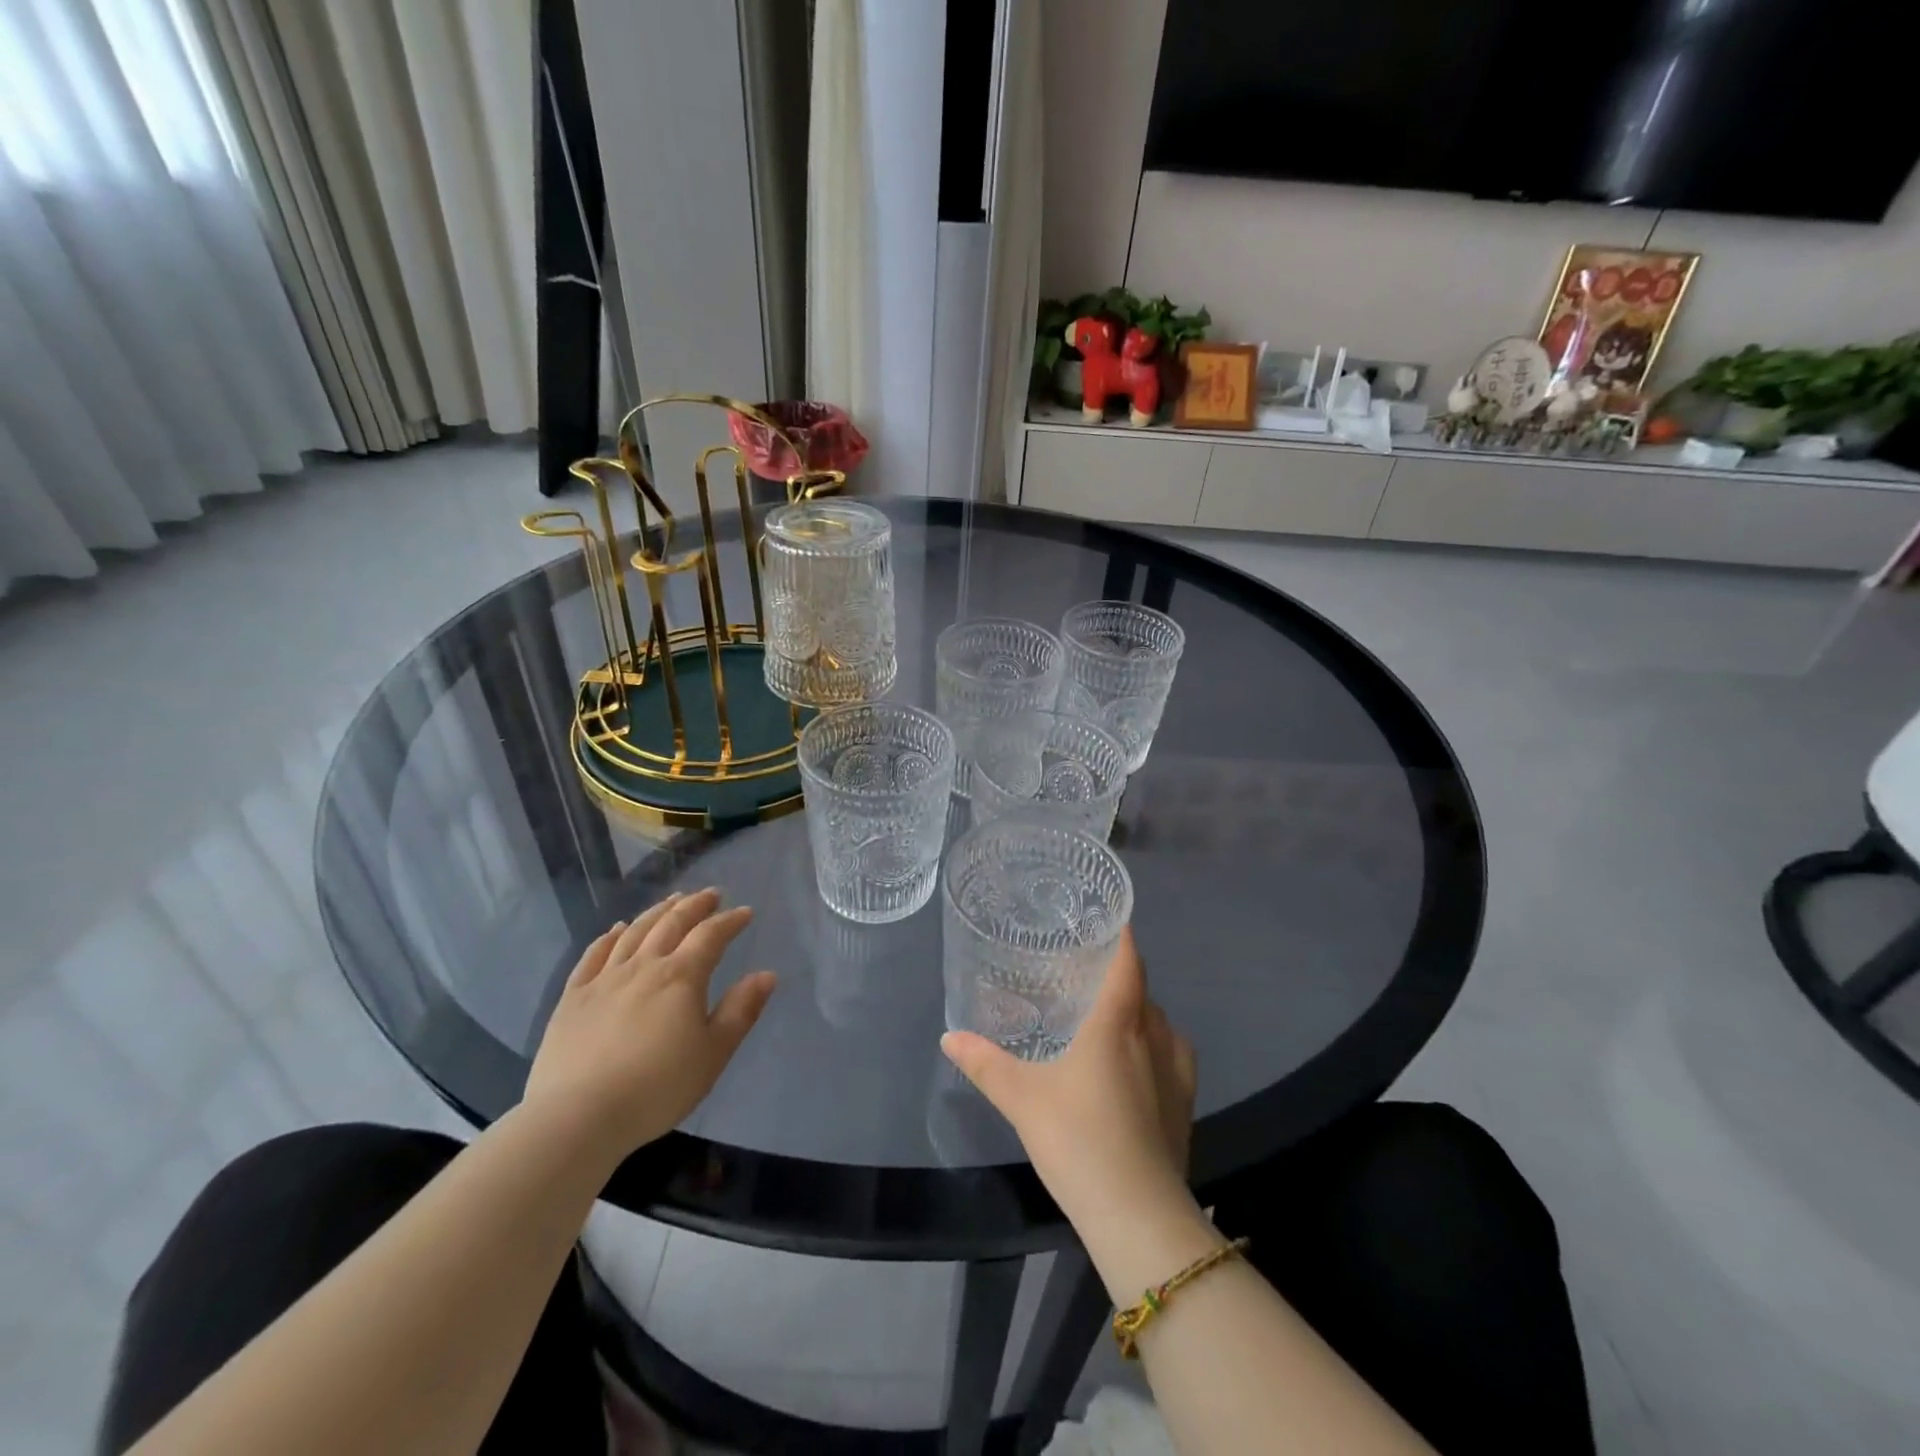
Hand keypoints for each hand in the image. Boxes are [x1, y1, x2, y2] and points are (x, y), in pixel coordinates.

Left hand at [523, 889, 776, 1164]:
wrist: (578, 1117)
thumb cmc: (657, 1088)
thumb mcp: (713, 1054)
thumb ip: (741, 1011)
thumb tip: (767, 974)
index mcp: (681, 977)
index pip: (710, 936)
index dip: (730, 921)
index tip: (745, 912)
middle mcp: (643, 966)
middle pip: (672, 923)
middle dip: (695, 905)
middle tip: (710, 894)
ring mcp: (604, 979)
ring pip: (634, 932)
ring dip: (657, 912)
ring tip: (671, 901)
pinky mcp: (572, 998)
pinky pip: (593, 956)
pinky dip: (609, 937)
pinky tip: (617, 930)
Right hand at [940, 928, 1195, 1228]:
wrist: (1138, 1215)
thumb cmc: (1078, 1138)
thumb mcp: (1021, 1098)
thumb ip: (985, 1064)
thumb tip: (949, 1036)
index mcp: (1117, 1022)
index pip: (1128, 962)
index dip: (1121, 936)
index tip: (1110, 919)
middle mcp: (1153, 1036)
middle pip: (1142, 992)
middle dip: (1120, 978)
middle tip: (1086, 977)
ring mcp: (1177, 1072)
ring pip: (1160, 1025)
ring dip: (1139, 1015)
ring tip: (1107, 1020)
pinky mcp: (1186, 1105)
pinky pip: (1172, 1057)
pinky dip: (1154, 1049)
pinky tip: (1134, 1068)